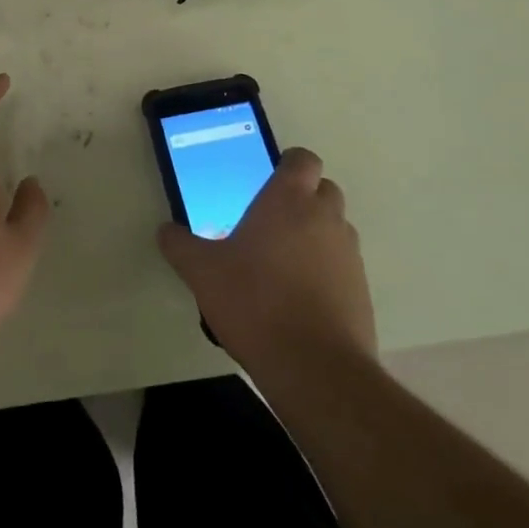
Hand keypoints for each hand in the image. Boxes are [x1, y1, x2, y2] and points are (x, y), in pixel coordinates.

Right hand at [157, 148, 375, 369]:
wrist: (315, 369)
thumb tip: (166, 231)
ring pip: (336, 228)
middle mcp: (325, 218)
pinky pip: (343, 266)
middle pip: (325, 189)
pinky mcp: (362, 291)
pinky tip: (299, 298)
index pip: (302, 159)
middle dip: (303, 198)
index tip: (267, 181)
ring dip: (316, 234)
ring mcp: (349, 255)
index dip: (288, 164)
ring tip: (283, 263)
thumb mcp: (202, 272)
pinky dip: (327, 271)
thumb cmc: (255, 302)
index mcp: (289, 200)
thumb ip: (180, 246)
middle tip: (271, 221)